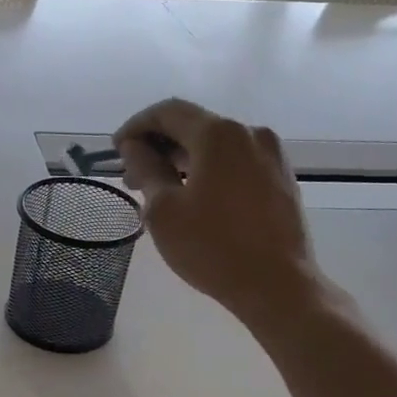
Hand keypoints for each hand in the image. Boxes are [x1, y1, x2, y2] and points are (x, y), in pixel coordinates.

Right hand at [114, 98, 333, 335]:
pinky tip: (193, 198)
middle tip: (132, 178)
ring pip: (215, 146)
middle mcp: (249, 133)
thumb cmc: (211, 246)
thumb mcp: (163, 209)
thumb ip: (146, 169)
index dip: (136, 126)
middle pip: (194, 126)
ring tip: (159, 192)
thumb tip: (134, 147)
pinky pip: (235, 162)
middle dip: (158, 146)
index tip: (116, 151)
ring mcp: (271, 155)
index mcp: (219, 134)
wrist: (276, 284)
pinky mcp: (280, 179)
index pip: (169, 112)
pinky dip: (207, 171)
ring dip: (182, 160)